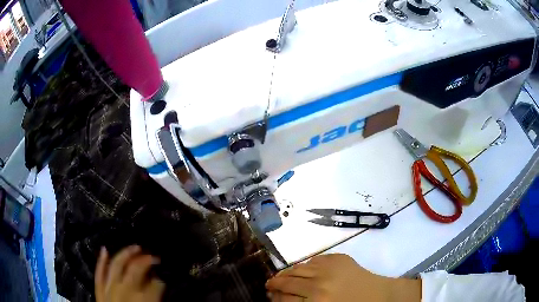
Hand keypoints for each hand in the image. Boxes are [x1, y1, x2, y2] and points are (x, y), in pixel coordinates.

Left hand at [95, 245, 164, 301]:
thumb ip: (156, 300)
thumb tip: (160, 286)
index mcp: (142, 301)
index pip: (155, 284)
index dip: (161, 280)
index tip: (164, 278)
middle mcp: (124, 292)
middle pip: (136, 270)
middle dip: (147, 261)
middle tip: (155, 258)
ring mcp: (109, 289)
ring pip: (116, 265)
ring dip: (125, 254)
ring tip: (135, 247)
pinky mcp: (99, 290)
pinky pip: (99, 273)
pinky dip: (101, 261)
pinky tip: (104, 249)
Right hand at [266, 253, 420, 301]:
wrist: (379, 296)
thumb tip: (281, 298)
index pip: (283, 299)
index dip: (274, 297)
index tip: (269, 295)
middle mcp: (318, 285)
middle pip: (287, 282)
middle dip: (274, 284)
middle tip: (269, 285)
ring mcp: (329, 268)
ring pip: (298, 268)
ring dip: (287, 273)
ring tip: (281, 276)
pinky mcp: (338, 258)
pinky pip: (314, 260)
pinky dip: (305, 265)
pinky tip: (303, 269)